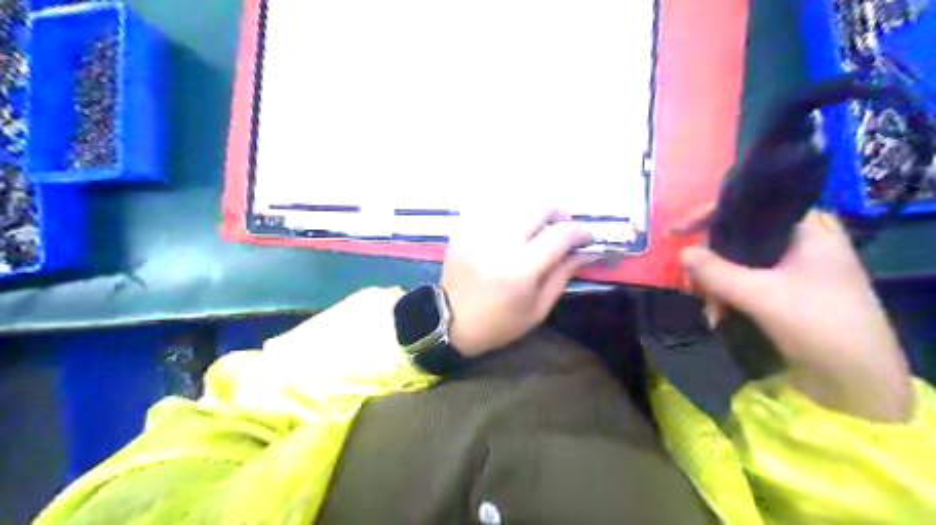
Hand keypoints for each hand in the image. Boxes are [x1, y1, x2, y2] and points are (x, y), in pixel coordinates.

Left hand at [443, 206, 595, 355]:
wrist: (450, 322)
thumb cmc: (499, 323)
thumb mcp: (538, 308)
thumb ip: (563, 274)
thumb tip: (585, 251)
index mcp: (520, 269)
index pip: (560, 235)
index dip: (581, 232)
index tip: (588, 238)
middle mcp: (499, 244)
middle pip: (538, 207)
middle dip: (558, 214)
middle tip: (562, 228)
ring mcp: (478, 233)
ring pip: (516, 204)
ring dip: (533, 214)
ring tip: (536, 229)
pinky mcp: (463, 231)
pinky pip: (493, 210)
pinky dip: (509, 216)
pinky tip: (511, 231)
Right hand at [673, 207, 914, 422]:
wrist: (858, 382)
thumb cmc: (818, 325)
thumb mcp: (760, 295)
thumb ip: (715, 271)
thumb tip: (681, 252)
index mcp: (808, 227)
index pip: (748, 206)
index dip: (708, 215)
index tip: (675, 233)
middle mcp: (801, 241)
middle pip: (738, 236)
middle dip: (709, 261)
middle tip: (691, 284)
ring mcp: (795, 267)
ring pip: (738, 262)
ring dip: (715, 284)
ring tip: (707, 310)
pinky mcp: (787, 291)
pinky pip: (745, 282)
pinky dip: (727, 296)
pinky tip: (717, 316)